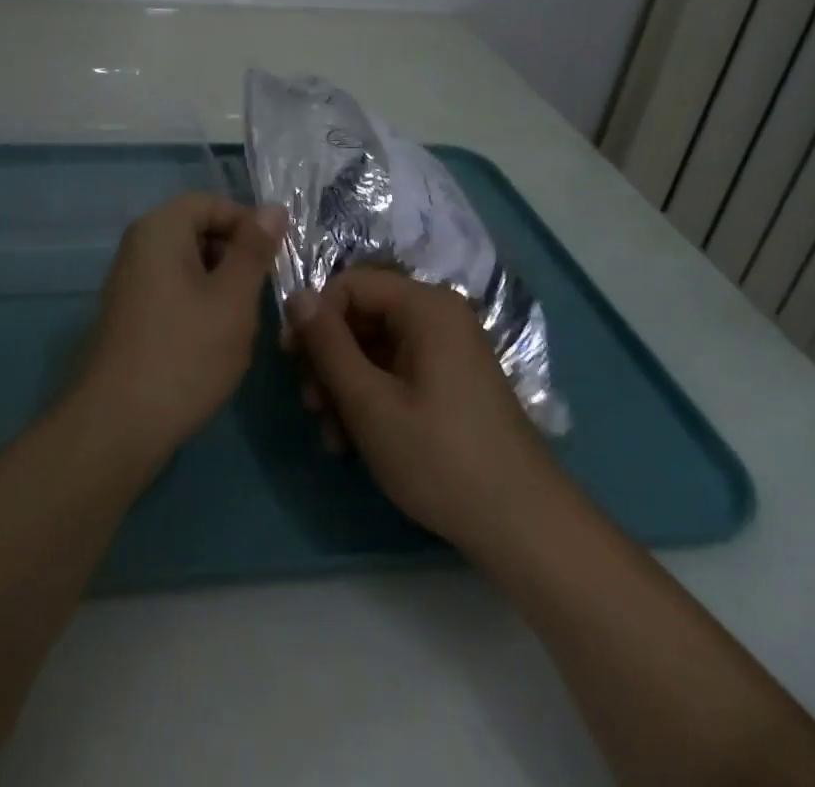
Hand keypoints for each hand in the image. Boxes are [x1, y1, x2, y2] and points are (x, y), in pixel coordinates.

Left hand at [74, 193, 285, 460]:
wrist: (117, 425)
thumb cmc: (184, 354)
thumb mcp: (233, 298)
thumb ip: (254, 250)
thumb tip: (273, 208)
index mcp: (160, 229)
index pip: (212, 203)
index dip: (248, 224)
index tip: (276, 261)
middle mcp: (139, 246)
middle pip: (199, 232)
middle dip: (236, 259)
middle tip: (260, 298)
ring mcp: (130, 281)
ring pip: (190, 266)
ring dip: (221, 288)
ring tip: (239, 327)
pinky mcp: (131, 314)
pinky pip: (174, 292)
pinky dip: (200, 308)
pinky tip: (213, 345)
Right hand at [291, 269, 556, 553]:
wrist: (524, 528)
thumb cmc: (440, 458)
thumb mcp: (369, 402)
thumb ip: (327, 345)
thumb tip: (295, 295)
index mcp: (425, 306)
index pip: (349, 285)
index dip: (315, 318)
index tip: (291, 361)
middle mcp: (437, 317)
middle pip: (360, 317)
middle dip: (328, 361)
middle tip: (311, 407)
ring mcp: (446, 351)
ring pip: (373, 349)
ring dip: (344, 387)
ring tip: (331, 437)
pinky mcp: (449, 382)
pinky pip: (395, 372)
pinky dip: (370, 399)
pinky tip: (353, 442)